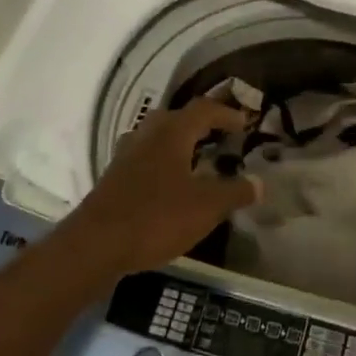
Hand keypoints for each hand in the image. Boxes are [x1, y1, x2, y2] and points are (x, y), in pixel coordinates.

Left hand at [65, 99, 258, 273]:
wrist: (96, 245)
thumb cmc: (157, 217)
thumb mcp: (206, 207)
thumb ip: (235, 192)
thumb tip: (259, 183)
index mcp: (171, 133)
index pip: (204, 109)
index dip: (227, 113)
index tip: (245, 124)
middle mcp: (146, 136)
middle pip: (177, 118)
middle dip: (201, 125)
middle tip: (221, 138)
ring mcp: (126, 156)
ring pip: (157, 138)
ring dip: (179, 144)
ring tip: (198, 161)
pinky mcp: (114, 178)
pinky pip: (145, 159)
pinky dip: (163, 164)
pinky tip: (171, 186)